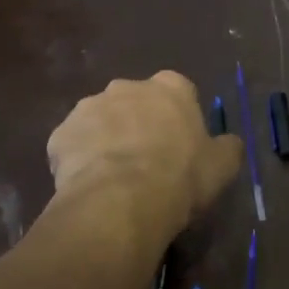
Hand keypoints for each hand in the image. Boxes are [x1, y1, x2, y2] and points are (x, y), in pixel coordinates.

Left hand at [48, 72, 243, 234]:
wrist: (121, 201)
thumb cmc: (180, 177)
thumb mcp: (222, 166)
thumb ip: (227, 147)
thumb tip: (228, 142)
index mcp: (170, 87)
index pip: (178, 92)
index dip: (178, 118)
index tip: (179, 144)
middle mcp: (127, 87)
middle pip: (135, 102)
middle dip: (138, 124)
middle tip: (146, 161)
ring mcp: (88, 107)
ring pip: (100, 121)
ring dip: (107, 140)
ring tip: (115, 178)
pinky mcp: (60, 134)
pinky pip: (73, 145)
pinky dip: (79, 160)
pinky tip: (90, 186)